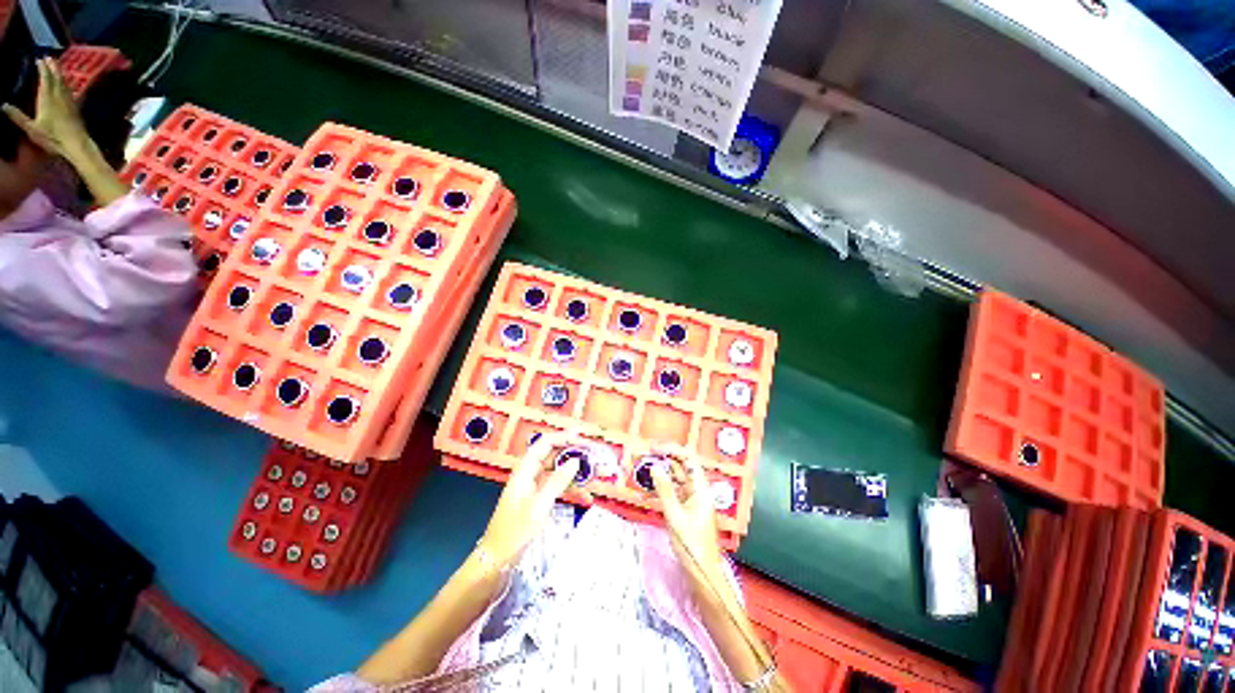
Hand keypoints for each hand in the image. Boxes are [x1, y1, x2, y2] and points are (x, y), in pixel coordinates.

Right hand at [3, 58, 92, 159]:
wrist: (76, 144)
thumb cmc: (53, 137)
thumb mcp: (32, 128)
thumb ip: (18, 116)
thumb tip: (2, 105)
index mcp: (47, 98)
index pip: (45, 78)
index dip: (43, 68)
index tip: (39, 59)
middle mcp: (59, 96)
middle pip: (56, 77)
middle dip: (52, 66)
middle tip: (49, 57)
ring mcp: (69, 101)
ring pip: (63, 82)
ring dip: (59, 72)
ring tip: (56, 65)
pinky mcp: (75, 107)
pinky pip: (70, 91)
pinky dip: (66, 83)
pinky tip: (65, 82)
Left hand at [478, 431, 593, 566]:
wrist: (498, 559)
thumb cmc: (515, 531)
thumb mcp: (539, 506)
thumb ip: (558, 481)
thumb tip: (575, 461)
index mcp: (525, 470)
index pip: (545, 443)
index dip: (563, 437)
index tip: (582, 438)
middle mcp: (530, 473)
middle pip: (554, 455)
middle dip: (574, 454)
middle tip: (594, 456)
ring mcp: (535, 486)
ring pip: (559, 471)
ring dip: (577, 473)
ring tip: (596, 475)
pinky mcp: (539, 498)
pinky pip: (559, 486)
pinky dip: (572, 489)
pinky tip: (586, 496)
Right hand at [648, 446, 731, 605]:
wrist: (702, 574)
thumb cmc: (692, 546)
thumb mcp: (675, 516)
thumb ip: (665, 490)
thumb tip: (655, 468)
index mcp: (701, 489)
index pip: (689, 460)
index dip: (672, 450)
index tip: (655, 448)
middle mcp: (697, 492)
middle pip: (681, 468)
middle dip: (664, 460)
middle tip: (645, 456)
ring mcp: (691, 501)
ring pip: (675, 480)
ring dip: (661, 474)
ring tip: (643, 469)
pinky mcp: (685, 511)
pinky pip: (673, 493)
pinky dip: (661, 489)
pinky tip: (648, 490)